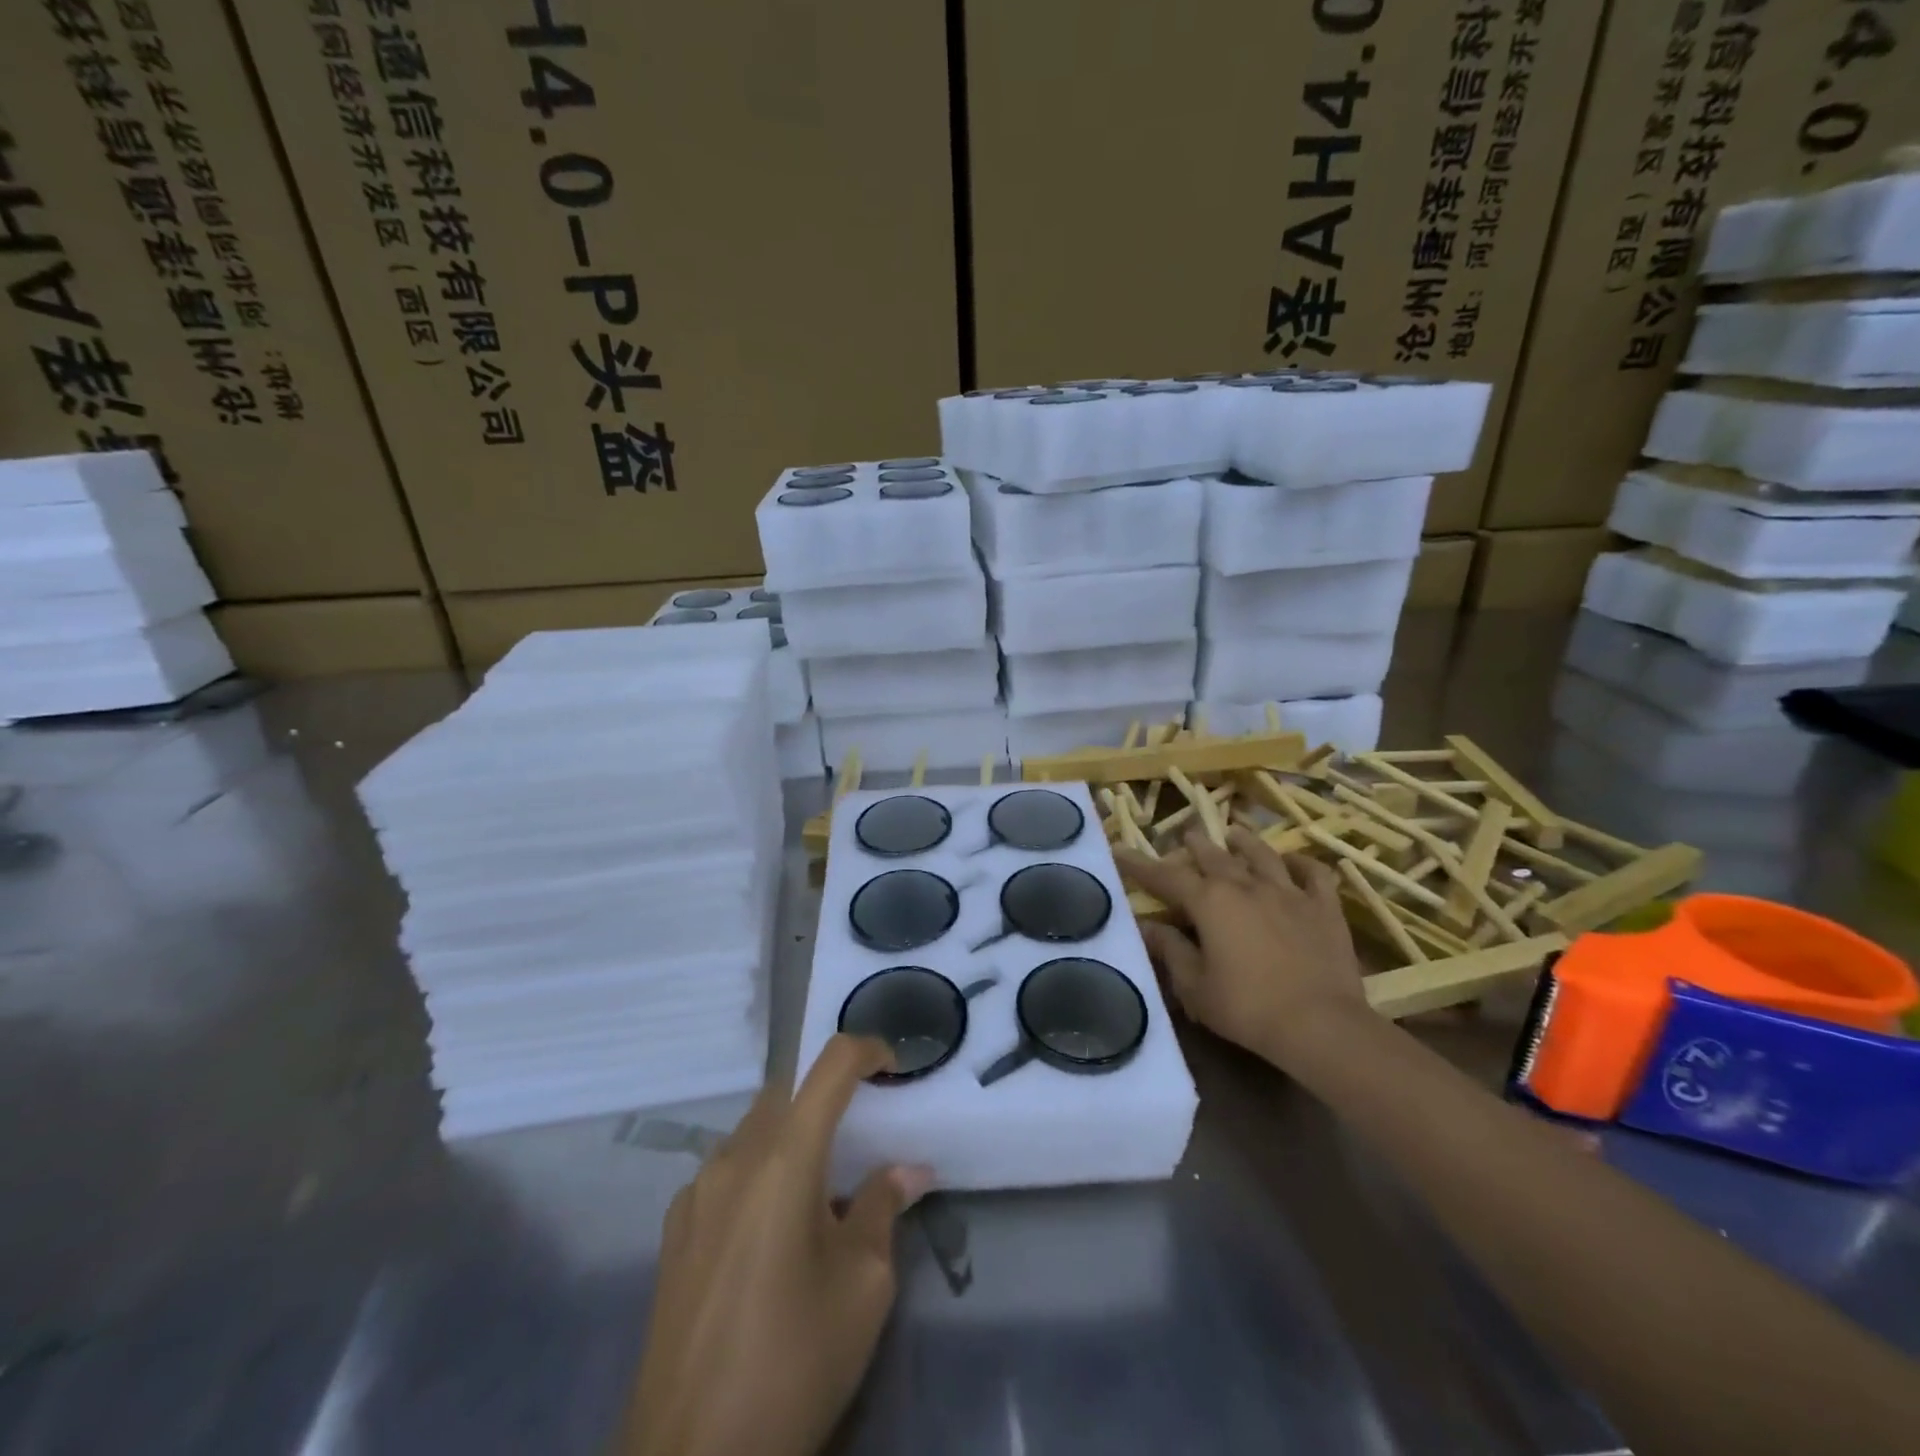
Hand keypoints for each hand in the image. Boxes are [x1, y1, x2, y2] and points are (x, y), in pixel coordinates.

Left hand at [624, 1035, 932, 1455]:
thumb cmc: (793, 1362)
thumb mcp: (863, 1286)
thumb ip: (883, 1208)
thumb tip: (908, 1171)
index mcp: (783, 1158)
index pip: (829, 1066)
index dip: (866, 1051)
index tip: (894, 1070)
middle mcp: (733, 1158)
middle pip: (787, 1093)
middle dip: (828, 1099)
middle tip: (862, 1141)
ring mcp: (695, 1193)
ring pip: (754, 1131)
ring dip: (791, 1138)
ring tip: (819, 1196)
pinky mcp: (673, 1231)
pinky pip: (726, 1172)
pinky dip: (759, 1173)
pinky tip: (771, 1234)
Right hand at [1118, 826, 1363, 1067]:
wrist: (1321, 1025)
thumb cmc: (1247, 1008)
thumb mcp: (1195, 986)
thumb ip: (1170, 950)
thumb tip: (1146, 926)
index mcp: (1209, 902)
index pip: (1165, 876)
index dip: (1139, 864)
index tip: (1119, 850)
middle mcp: (1246, 886)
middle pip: (1215, 856)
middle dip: (1195, 845)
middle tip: (1185, 836)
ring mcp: (1289, 893)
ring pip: (1262, 856)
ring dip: (1245, 842)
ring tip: (1234, 833)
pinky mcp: (1324, 908)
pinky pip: (1314, 875)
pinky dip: (1303, 863)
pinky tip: (1295, 861)